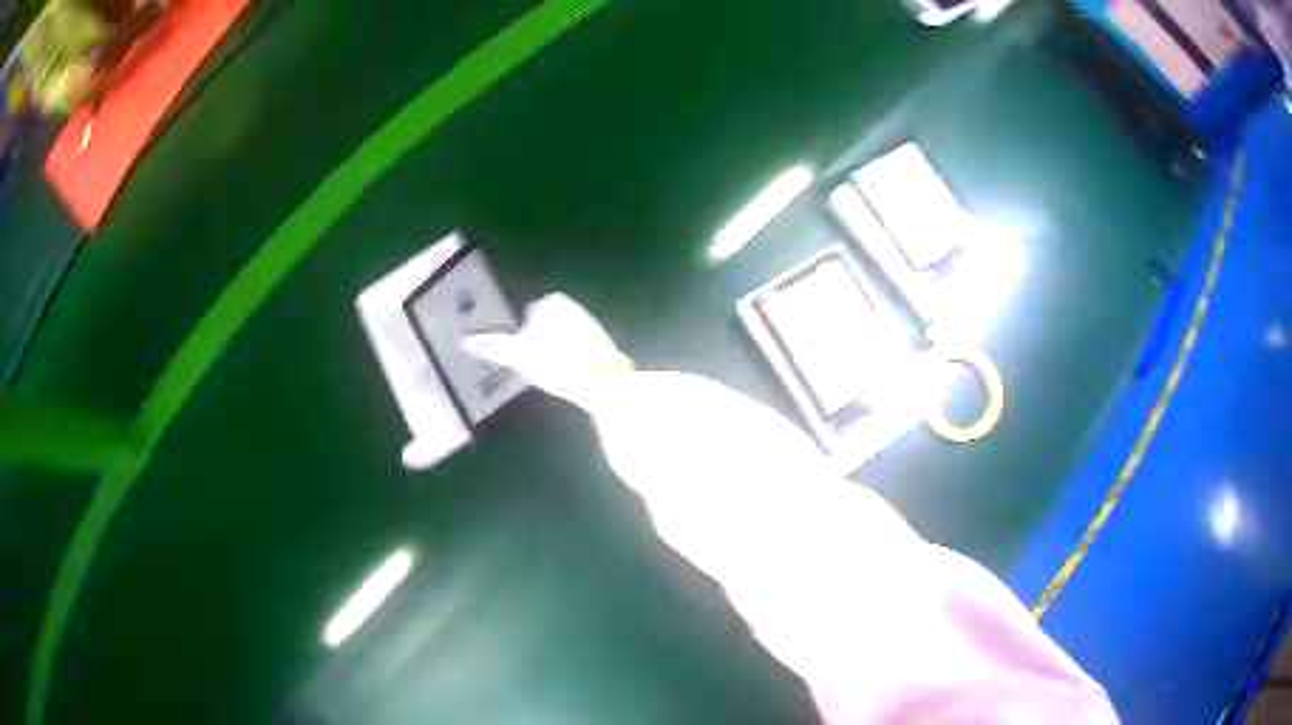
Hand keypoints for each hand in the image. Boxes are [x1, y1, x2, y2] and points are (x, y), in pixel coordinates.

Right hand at [462, 293, 631, 409]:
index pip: (526, 316)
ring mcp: (590, 324)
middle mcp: (573, 306)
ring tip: (550, 375)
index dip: (520, 338)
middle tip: (534, 368)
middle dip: (537, 344)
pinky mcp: (601, 345)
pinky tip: (567, 377)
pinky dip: (568, 362)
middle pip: (544, 327)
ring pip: (560, 340)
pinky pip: (575, 352)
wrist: (603, 380)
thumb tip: (464, 341)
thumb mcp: (518, 355)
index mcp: (552, 302)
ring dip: (553, 354)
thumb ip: (492, 346)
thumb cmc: (555, 361)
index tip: (521, 357)